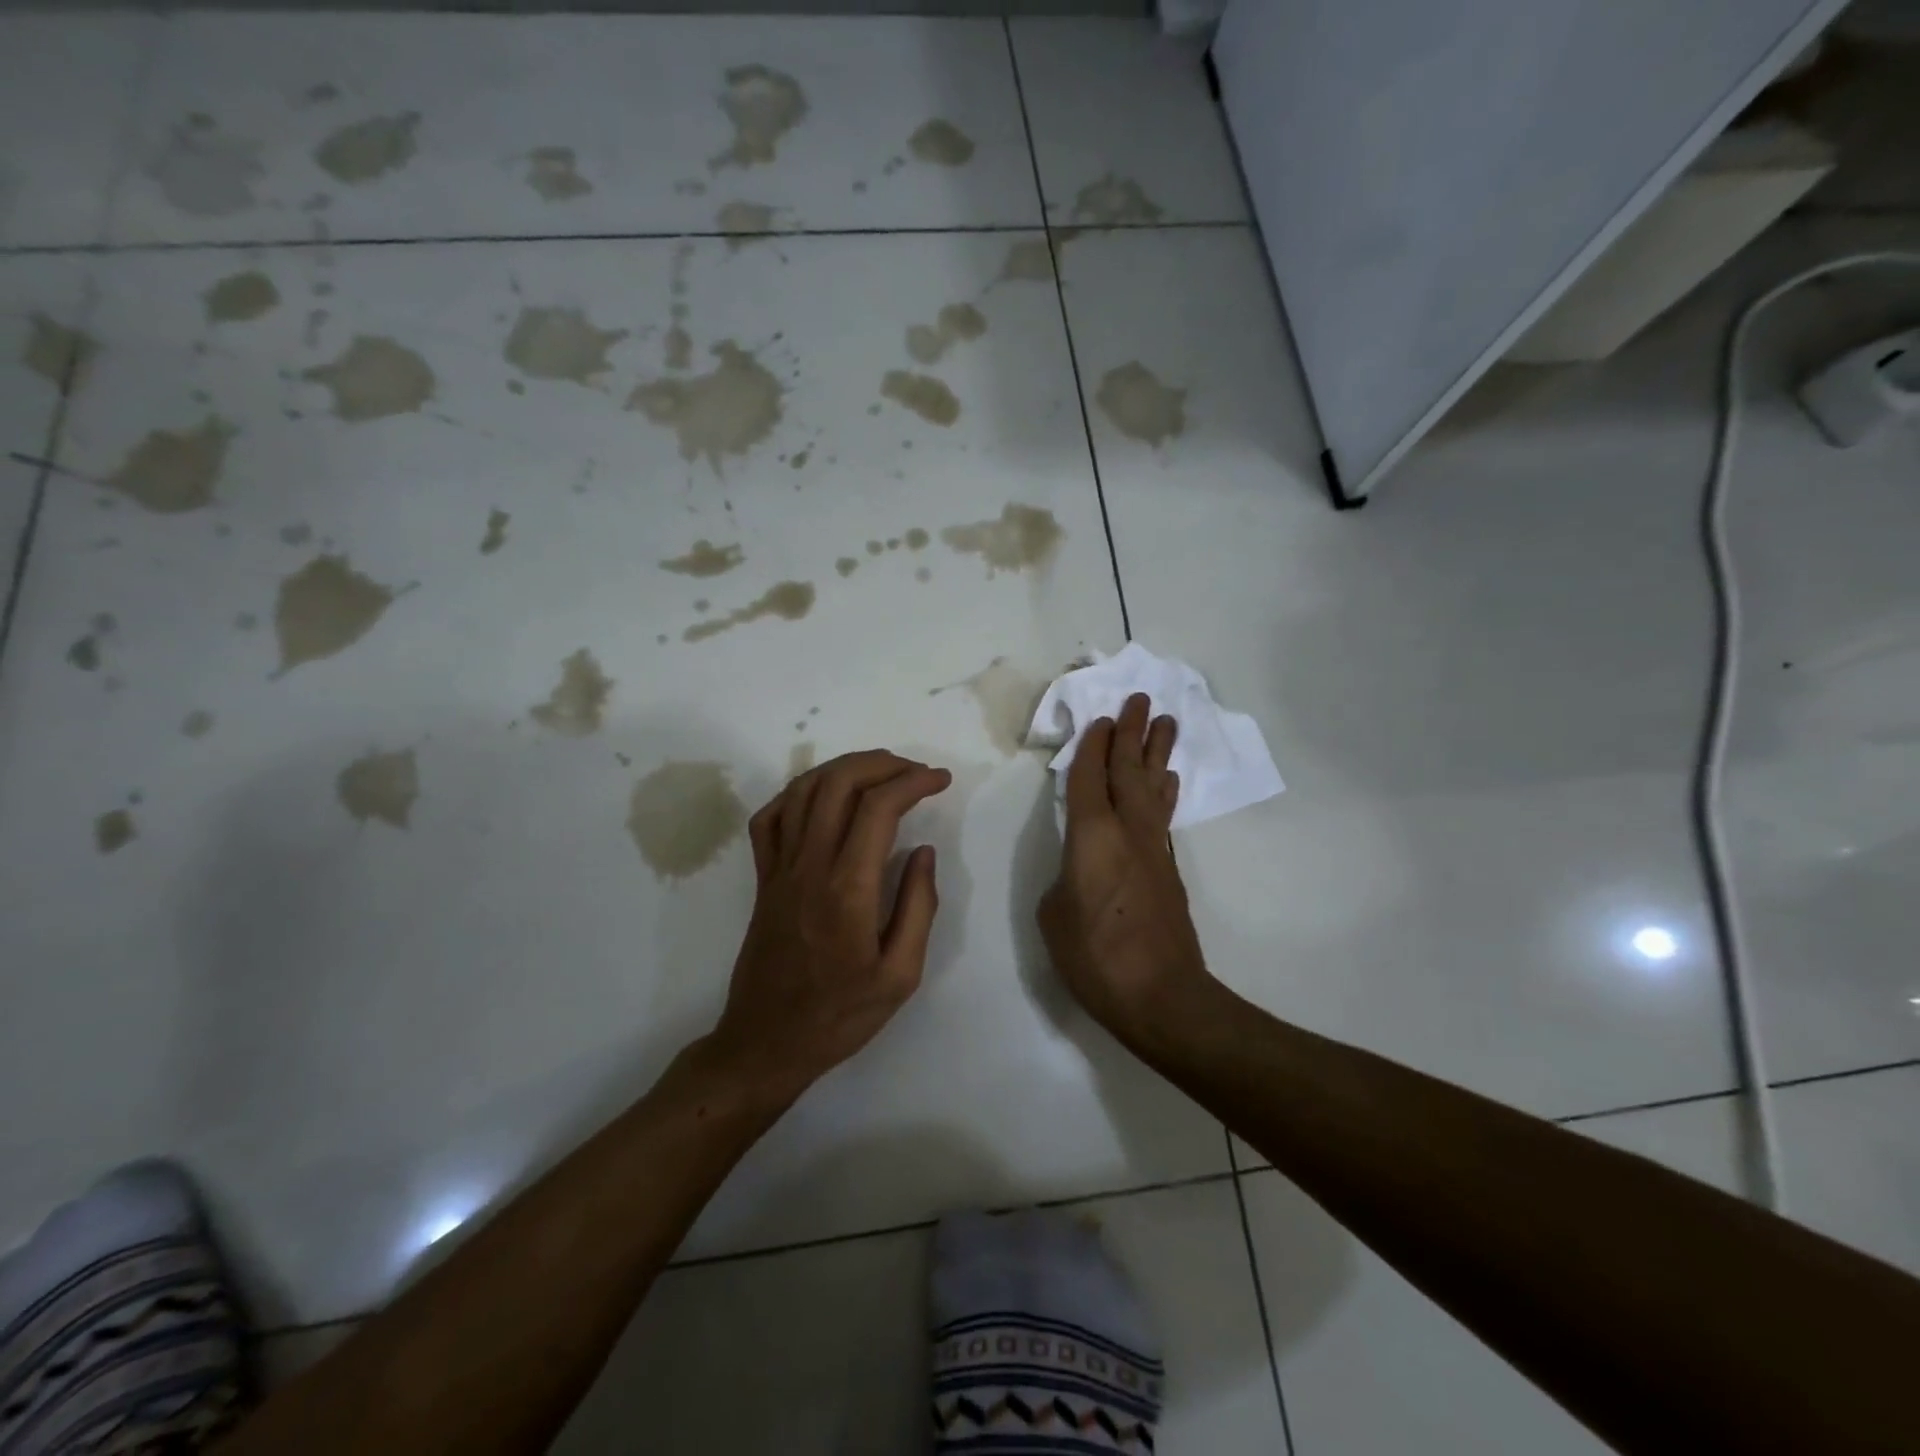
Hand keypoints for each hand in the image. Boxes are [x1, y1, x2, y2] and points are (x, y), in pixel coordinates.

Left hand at [710, 750, 951, 1101]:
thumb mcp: (900, 975)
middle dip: (881, 763)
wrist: (766, 1043)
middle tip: (914, 771)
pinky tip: (823, 799)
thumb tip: (922, 851)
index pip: (879, 808)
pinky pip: (769, 818)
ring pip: (802, 790)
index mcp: (848, 889)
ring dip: (843, 768)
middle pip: (838, 783)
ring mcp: (779, 868)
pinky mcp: (762, 878)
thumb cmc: (840, 1016)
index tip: (940, 780)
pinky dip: (797, 794)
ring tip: (878, 774)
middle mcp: (809, 866)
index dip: (913, 782)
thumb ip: (918, 907)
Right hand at [1038, 694, 1212, 1046]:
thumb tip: (1078, 871)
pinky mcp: (1168, 869)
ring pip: (1154, 787)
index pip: (1089, 777)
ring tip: (1165, 722)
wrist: (1161, 996)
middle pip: (1130, 770)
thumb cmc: (1095, 955)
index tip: (1102, 717)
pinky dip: (1164, 790)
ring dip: (1157, 753)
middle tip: (1141, 699)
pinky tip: (1167, 781)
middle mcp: (1127, 831)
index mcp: (1092, 835)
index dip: (1093, 745)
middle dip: (1133, 733)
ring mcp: (1153, 849)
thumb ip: (1062, 880)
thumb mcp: (1053, 915)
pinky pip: (1163, 814)